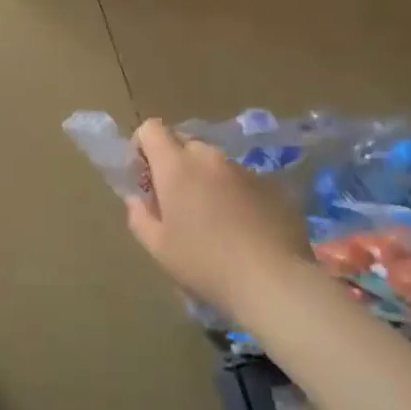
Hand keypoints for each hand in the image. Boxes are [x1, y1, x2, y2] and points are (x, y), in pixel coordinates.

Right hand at [124, 119, 309, 316]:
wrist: (273, 280)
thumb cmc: (205, 263)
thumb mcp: (158, 248)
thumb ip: (139, 216)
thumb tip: (137, 199)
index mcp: (176, 166)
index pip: (151, 129)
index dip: (143, 147)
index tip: (145, 177)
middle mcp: (210, 157)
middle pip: (184, 143)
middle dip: (174, 164)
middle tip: (176, 202)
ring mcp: (244, 169)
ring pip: (215, 163)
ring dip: (206, 180)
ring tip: (213, 220)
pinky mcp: (272, 185)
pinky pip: (243, 180)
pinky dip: (235, 194)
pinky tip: (243, 229)